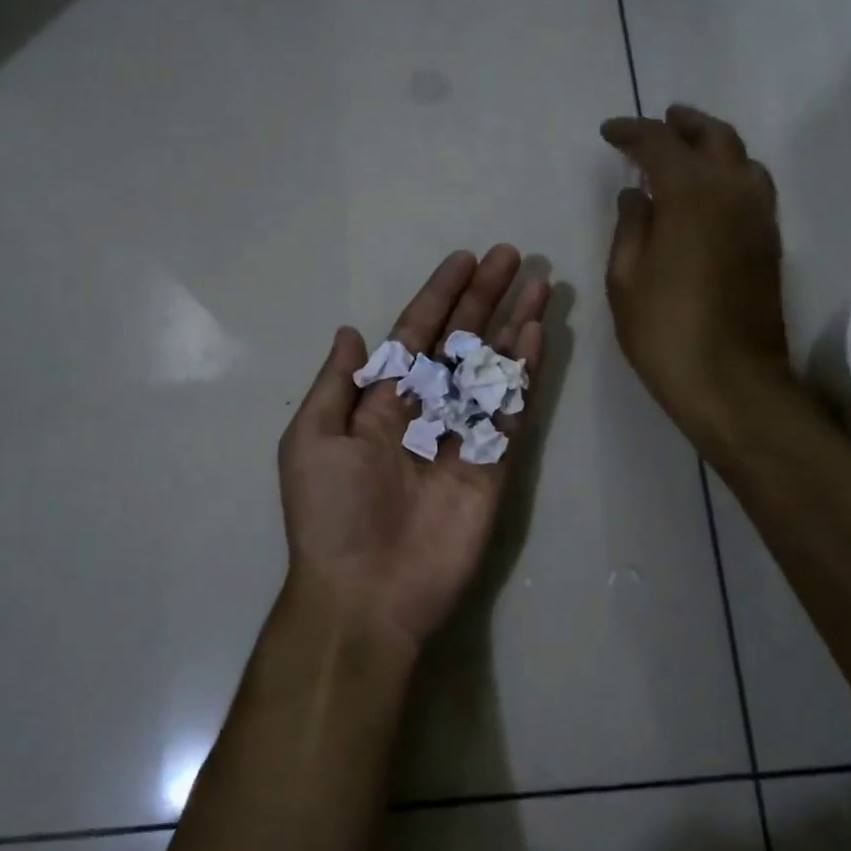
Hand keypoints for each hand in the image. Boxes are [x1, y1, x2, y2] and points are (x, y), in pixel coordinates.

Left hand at [278, 247, 549, 651]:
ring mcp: (461, 436)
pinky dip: (522, 373)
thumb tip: (351, 332)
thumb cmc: (332, 513)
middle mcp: (424, 410)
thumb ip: (338, 384)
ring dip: (512, 327)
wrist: (366, 593)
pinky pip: (508, 411)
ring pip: (490, 368)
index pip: (415, 335)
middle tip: (513, 257)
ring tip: (539, 286)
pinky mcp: (492, 465)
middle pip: (459, 342)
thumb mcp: (312, 440)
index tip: (465, 260)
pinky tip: (534, 337)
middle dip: (484, 299)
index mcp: (380, 403)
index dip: (439, 296)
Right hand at [602, 106, 793, 439]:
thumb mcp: (626, 279)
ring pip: (741, 158)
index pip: (659, 144)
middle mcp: (733, 192)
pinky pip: (752, 186)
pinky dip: (729, 172)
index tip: (609, 132)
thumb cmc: (665, 331)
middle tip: (659, 122)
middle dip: (683, 124)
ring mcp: (759, 217)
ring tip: (686, 149)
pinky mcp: (770, 242)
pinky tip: (709, 191)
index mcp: (691, 195)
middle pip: (713, 137)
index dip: (631, 132)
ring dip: (712, 144)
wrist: (731, 382)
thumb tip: (635, 194)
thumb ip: (630, 226)